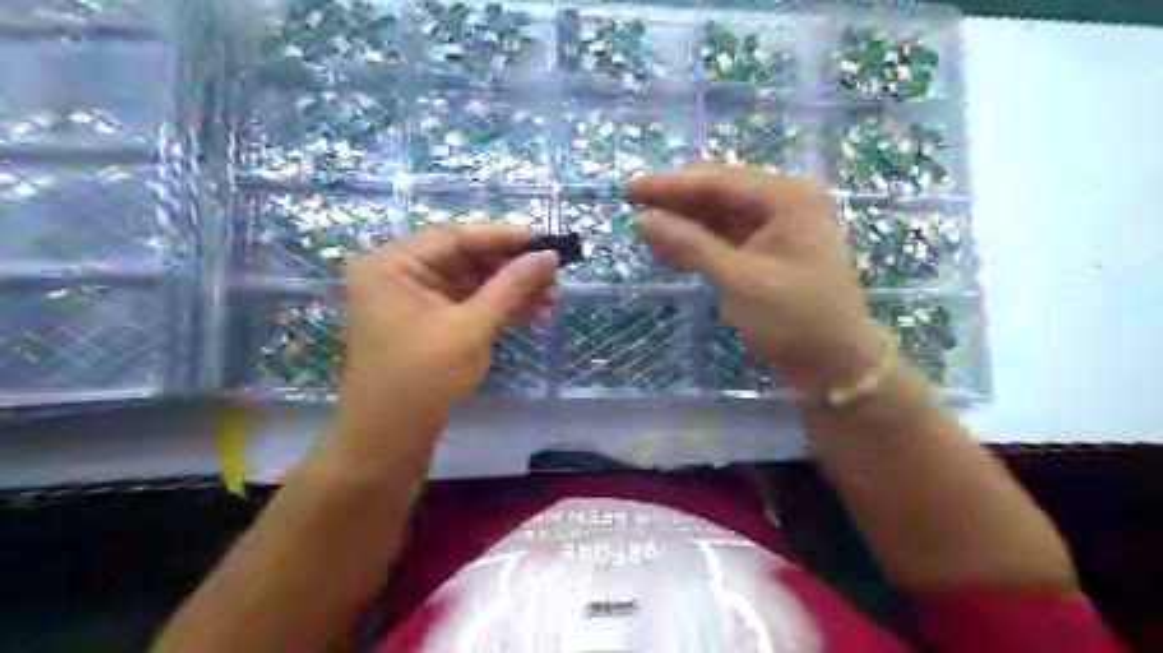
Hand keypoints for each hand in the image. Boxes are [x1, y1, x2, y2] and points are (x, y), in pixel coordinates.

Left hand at [334, 225, 555, 452]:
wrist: (389, 437)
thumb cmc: (422, 377)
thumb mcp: (470, 327)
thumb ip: (510, 287)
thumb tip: (548, 255)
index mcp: (394, 264)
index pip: (455, 236)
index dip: (503, 236)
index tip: (544, 240)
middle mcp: (400, 273)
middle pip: (465, 257)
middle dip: (510, 267)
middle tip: (551, 276)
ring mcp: (414, 299)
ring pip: (470, 281)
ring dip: (509, 289)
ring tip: (550, 297)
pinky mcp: (428, 322)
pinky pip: (467, 303)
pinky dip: (497, 307)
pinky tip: (532, 311)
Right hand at [632, 169, 877, 390]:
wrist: (833, 363)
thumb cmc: (793, 319)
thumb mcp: (739, 281)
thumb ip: (691, 246)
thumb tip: (644, 221)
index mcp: (786, 198)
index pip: (718, 181)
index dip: (669, 185)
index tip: (629, 189)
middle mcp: (783, 203)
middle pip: (717, 194)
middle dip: (675, 204)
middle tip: (632, 209)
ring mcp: (776, 227)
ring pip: (718, 217)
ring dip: (683, 226)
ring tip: (645, 237)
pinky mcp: (767, 251)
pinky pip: (725, 238)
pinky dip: (697, 246)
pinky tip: (670, 256)